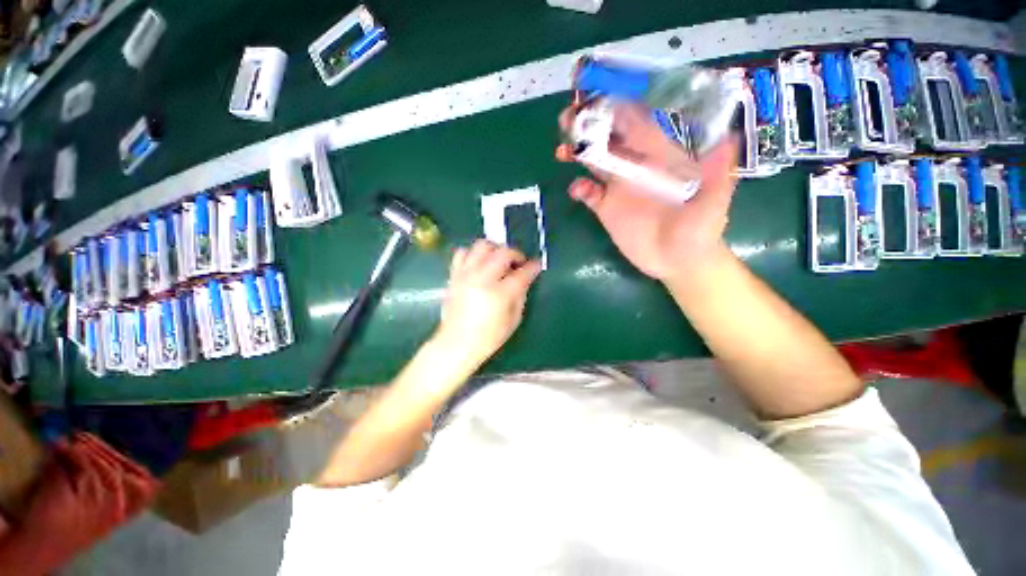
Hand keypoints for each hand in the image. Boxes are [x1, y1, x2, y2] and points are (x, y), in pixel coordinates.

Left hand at [434, 240, 541, 368]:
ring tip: (499, 260)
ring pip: (482, 245)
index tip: (537, 265)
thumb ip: (520, 296)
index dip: (533, 267)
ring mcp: (466, 275)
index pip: (522, 273)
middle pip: (503, 253)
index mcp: (499, 295)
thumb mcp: (513, 321)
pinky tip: (479, 264)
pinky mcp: (454, 275)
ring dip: (495, 249)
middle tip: (519, 263)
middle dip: (516, 254)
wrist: (456, 344)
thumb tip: (524, 279)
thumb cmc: (488, 338)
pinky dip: (474, 254)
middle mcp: (482, 279)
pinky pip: (462, 253)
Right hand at [559, 103, 738, 280]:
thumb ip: (718, 174)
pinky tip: (579, 191)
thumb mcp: (714, 202)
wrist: (678, 261)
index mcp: (659, 155)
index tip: (599, 95)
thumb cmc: (700, 229)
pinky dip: (580, 190)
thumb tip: (725, 138)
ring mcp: (618, 188)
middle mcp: (635, 166)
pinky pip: (588, 194)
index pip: (637, 123)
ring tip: (562, 150)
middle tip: (569, 117)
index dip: (619, 107)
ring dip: (576, 152)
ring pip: (593, 162)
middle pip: (608, 138)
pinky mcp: (606, 209)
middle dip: (588, 125)